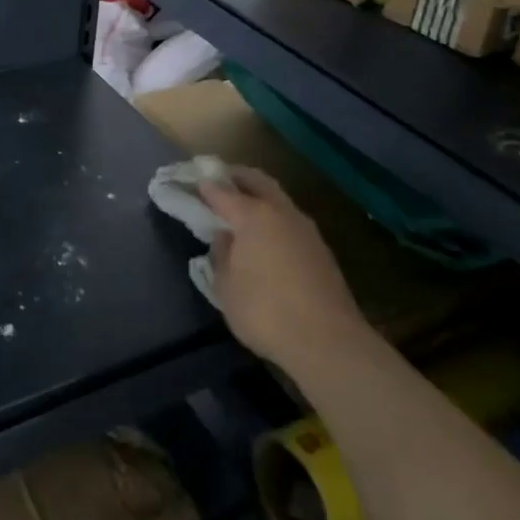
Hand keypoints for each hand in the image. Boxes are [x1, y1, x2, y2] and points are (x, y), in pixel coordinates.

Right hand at [199, 167, 369, 372]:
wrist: (328, 342)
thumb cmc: (265, 312)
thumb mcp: (226, 287)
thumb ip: (221, 255)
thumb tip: (225, 238)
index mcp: (254, 216)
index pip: (222, 191)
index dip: (205, 186)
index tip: (191, 183)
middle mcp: (281, 213)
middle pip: (257, 181)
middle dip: (236, 177)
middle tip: (217, 183)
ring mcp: (305, 229)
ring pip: (277, 199)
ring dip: (258, 197)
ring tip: (239, 210)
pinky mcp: (320, 249)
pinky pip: (289, 221)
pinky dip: (272, 218)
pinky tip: (264, 238)